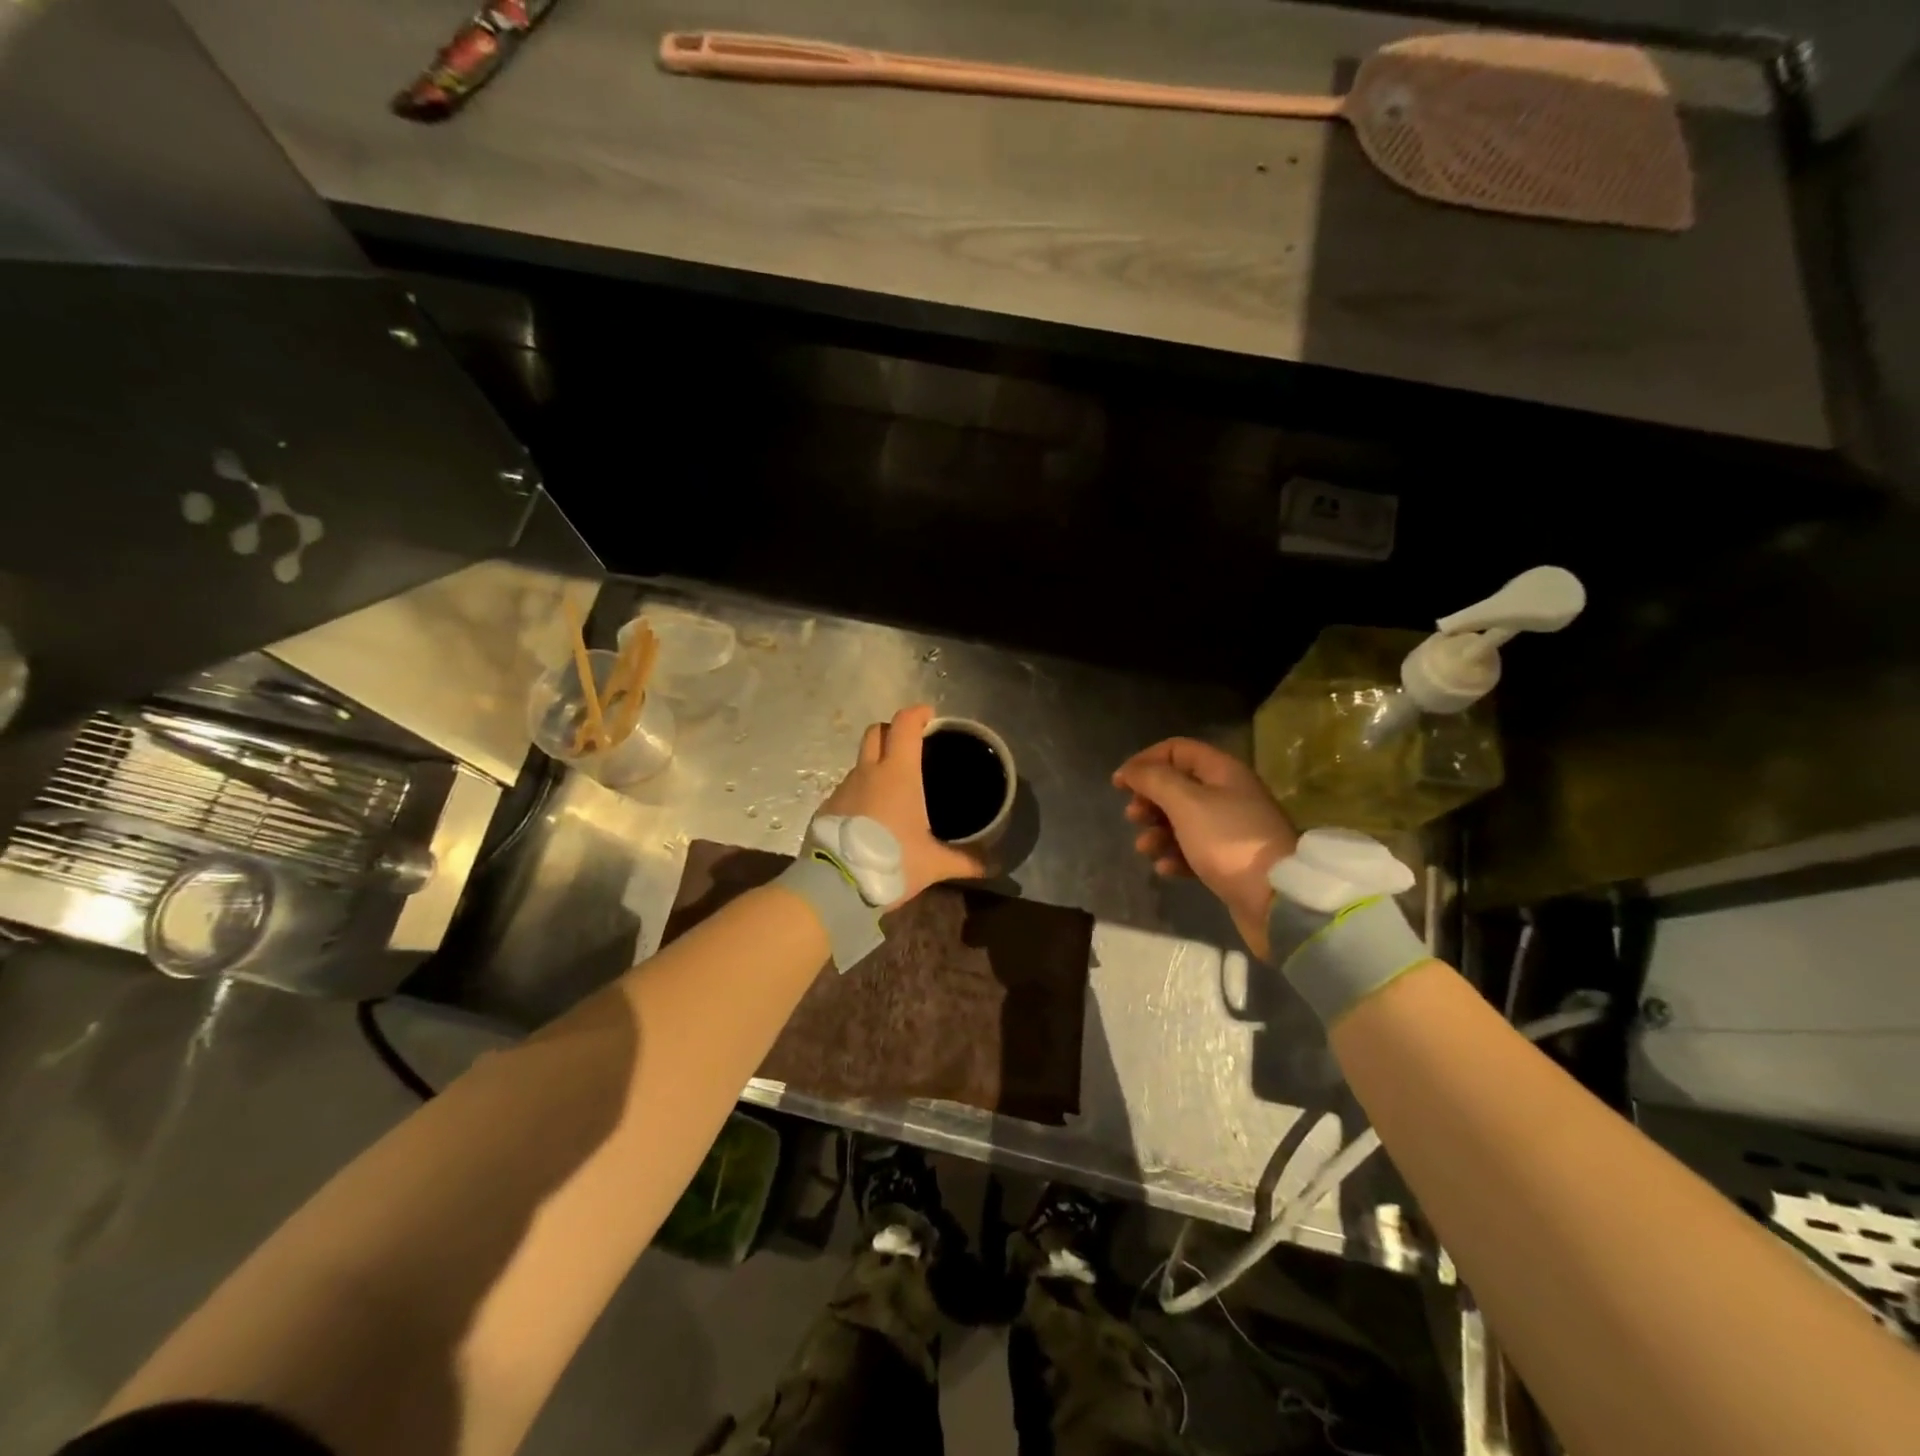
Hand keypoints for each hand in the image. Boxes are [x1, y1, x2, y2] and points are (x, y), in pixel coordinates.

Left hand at [818, 704, 985, 907]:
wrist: (836, 884)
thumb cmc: (891, 861)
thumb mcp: (933, 864)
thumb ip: (964, 861)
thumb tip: (993, 867)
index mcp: (898, 773)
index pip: (905, 725)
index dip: (917, 714)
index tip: (929, 716)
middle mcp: (868, 772)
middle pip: (876, 732)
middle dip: (892, 731)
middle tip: (910, 746)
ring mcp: (843, 787)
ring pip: (860, 762)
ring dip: (875, 765)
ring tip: (893, 791)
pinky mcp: (827, 806)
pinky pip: (847, 788)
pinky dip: (861, 793)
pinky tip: (871, 818)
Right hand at [1113, 738, 1297, 958]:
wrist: (1275, 899)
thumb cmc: (1226, 841)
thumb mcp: (1185, 803)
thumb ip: (1154, 780)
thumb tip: (1130, 770)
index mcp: (1223, 771)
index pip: (1176, 749)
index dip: (1145, 761)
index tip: (1120, 784)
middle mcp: (1229, 794)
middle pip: (1178, 785)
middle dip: (1149, 799)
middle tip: (1133, 816)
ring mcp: (1231, 829)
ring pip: (1182, 820)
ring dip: (1157, 831)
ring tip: (1146, 848)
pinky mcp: (1230, 860)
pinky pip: (1194, 850)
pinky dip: (1175, 855)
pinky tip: (1165, 868)